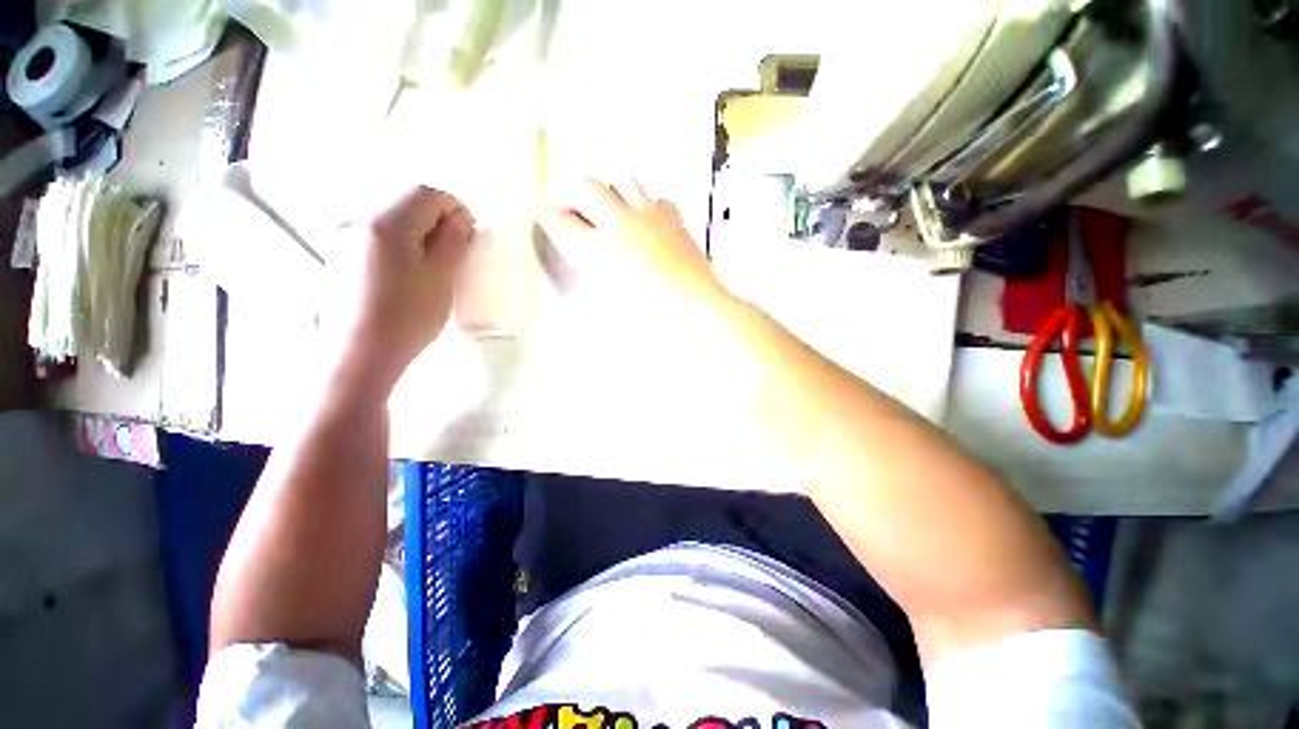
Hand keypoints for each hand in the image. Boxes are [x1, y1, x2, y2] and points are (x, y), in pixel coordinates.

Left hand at [327, 186, 473, 394]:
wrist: (359, 353)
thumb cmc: (408, 316)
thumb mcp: (441, 278)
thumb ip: (452, 241)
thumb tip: (459, 219)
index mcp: (386, 222)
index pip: (426, 194)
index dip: (455, 208)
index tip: (470, 234)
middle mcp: (359, 219)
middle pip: (405, 201)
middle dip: (436, 218)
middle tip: (456, 249)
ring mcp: (344, 237)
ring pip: (391, 216)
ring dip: (418, 229)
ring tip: (434, 262)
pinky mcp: (339, 255)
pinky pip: (376, 233)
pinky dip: (399, 240)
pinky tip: (408, 271)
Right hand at [540, 177, 726, 309]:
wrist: (696, 310)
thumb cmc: (649, 319)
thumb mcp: (609, 308)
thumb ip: (595, 278)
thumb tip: (592, 263)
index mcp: (596, 250)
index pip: (560, 222)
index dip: (550, 218)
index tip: (547, 217)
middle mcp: (619, 224)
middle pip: (587, 187)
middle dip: (576, 195)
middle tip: (579, 212)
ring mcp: (649, 216)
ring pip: (624, 181)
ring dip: (613, 193)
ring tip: (615, 212)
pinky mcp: (674, 219)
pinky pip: (658, 198)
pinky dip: (649, 205)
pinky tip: (650, 223)